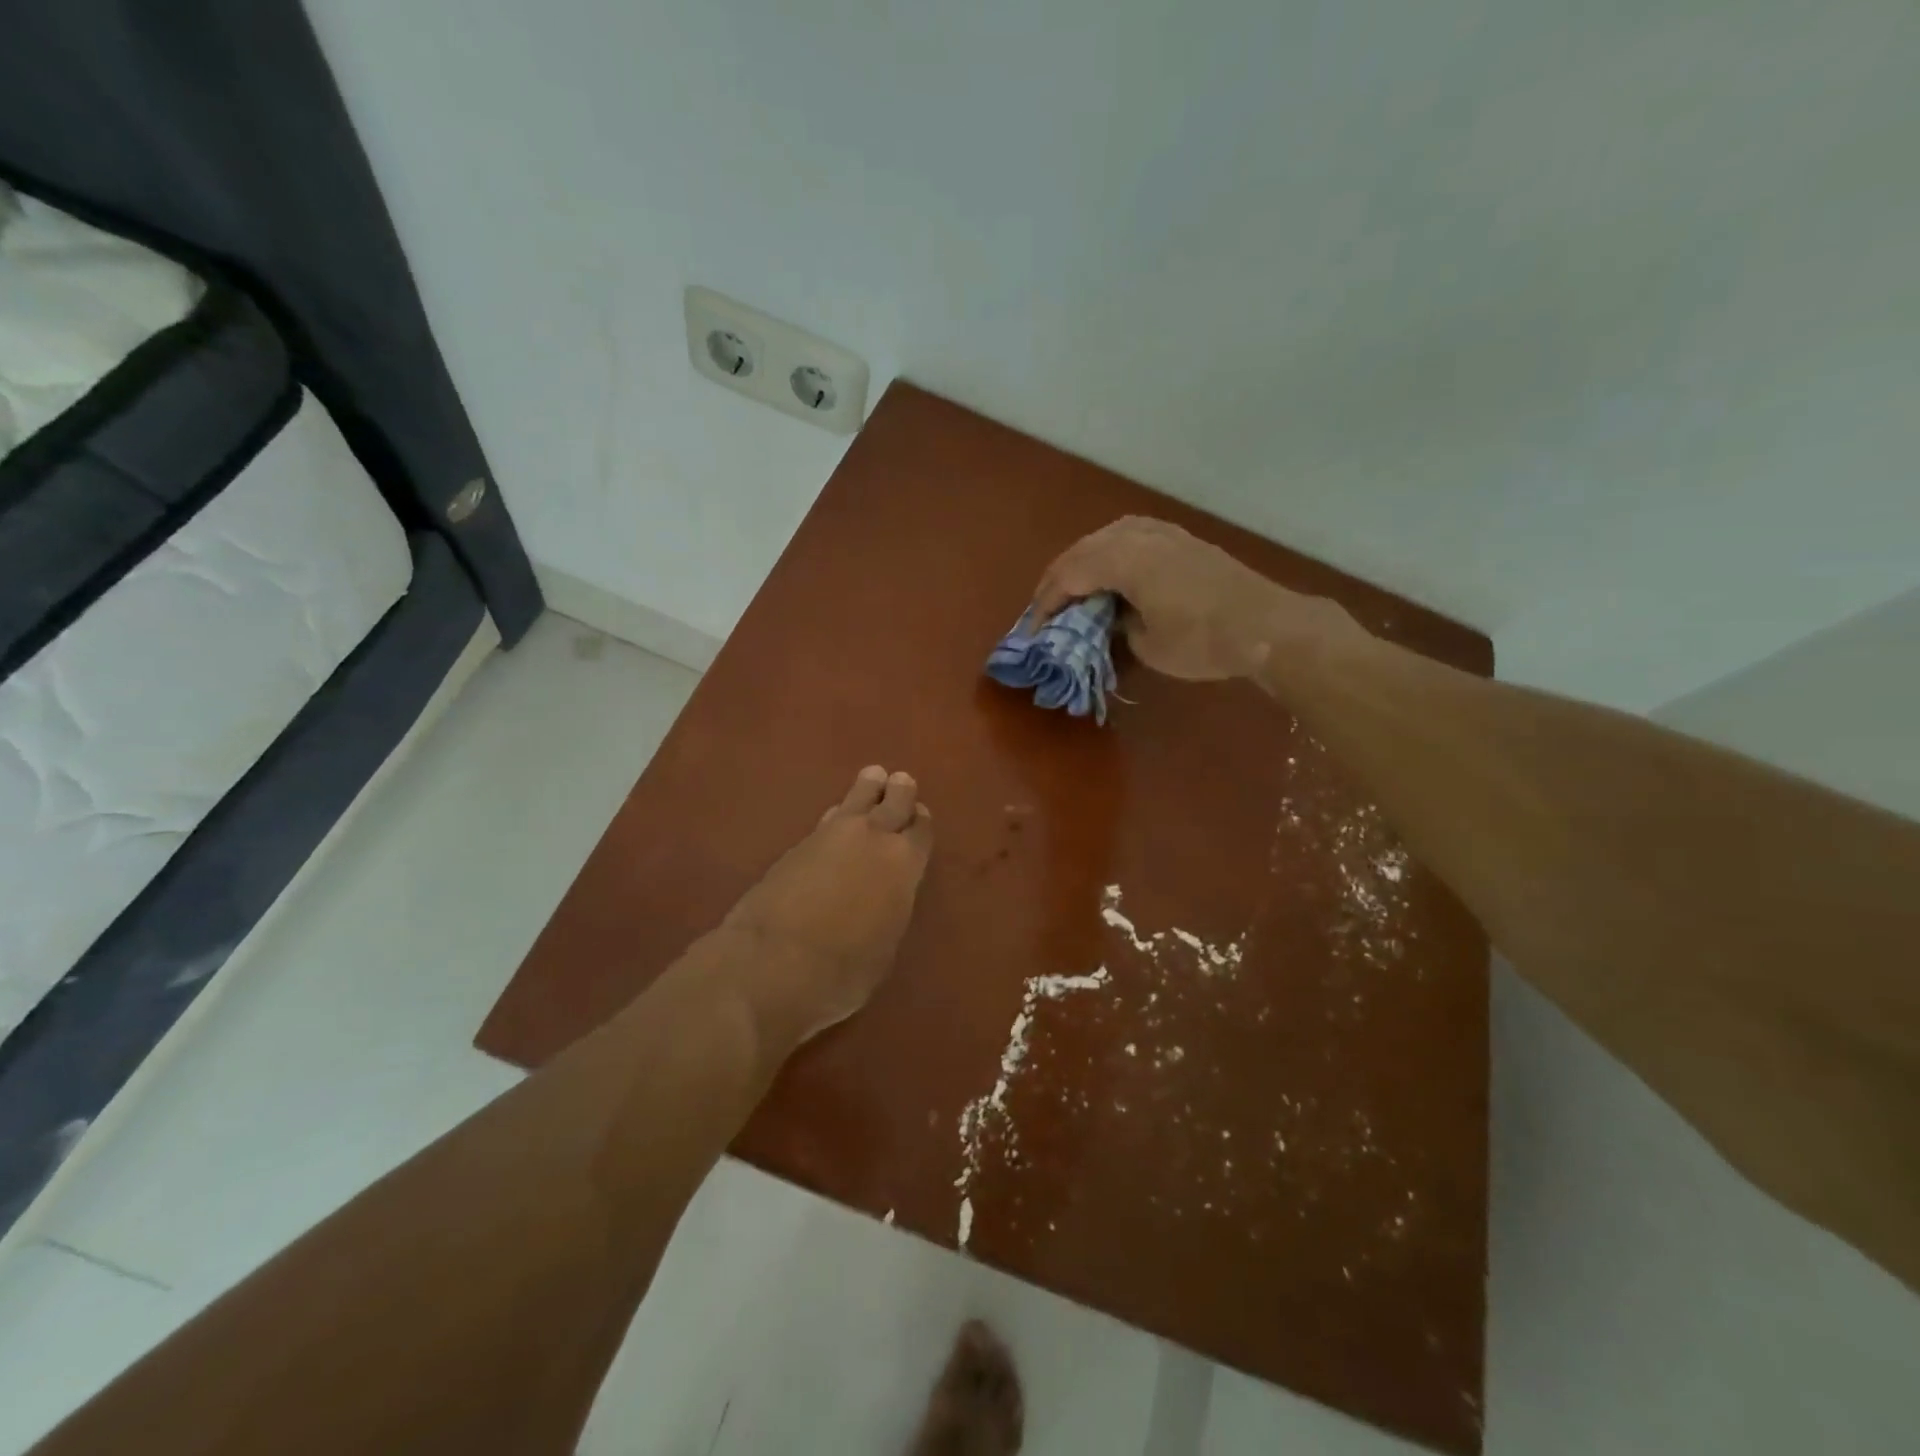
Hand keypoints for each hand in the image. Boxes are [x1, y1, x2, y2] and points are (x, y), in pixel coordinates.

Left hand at [721, 765, 933, 1042]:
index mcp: (903, 864)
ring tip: (873, 777)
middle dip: (899, 791)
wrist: (772, 963)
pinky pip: (829, 817)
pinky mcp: (797, 844)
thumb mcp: (884, 947)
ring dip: (868, 787)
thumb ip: (891, 908)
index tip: (920, 816)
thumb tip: (886, 894)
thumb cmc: (842, 971)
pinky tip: (838, 814)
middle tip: (901, 782)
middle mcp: (872, 838)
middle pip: (893, 800)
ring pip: (857, 797)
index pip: (921, 830)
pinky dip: (838, 813)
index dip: (921, 821)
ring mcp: (831, 835)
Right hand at [1031, 516, 1356, 681]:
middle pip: (1081, 551)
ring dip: (1082, 561)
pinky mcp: (1180, 539)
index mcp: (1123, 560)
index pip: (1068, 576)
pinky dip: (1109, 550)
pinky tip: (1111, 567)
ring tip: (1073, 587)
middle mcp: (1137, 536)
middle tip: (1045, 609)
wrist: (1266, 625)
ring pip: (1105, 537)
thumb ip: (1116, 625)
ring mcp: (1162, 532)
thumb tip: (1108, 616)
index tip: (1033, 630)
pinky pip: (1130, 534)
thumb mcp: (1146, 644)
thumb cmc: (1201, 641)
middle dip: (1058, 580)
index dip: (1046, 604)